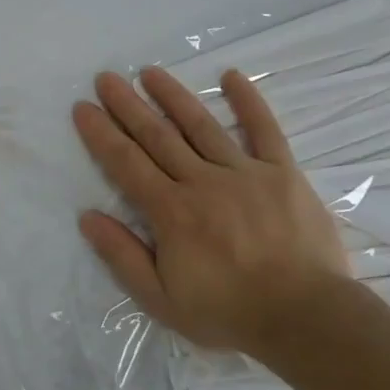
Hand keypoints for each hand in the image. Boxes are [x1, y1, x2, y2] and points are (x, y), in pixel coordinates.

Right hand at [72, 66, 354, 352]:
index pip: (126, 163)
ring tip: (149, 71)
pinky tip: (231, 76)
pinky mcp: (282, 172)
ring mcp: (244, 172)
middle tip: (106, 78)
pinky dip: (248, 101)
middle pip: (157, 136)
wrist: (307, 318)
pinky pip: (264, 129)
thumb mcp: (162, 300)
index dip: (101, 134)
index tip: (82, 107)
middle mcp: (202, 182)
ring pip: (200, 125)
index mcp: (171, 212)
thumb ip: (123, 256)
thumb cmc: (229, 312)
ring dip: (172, 96)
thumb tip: (88, 217)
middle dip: (127, 105)